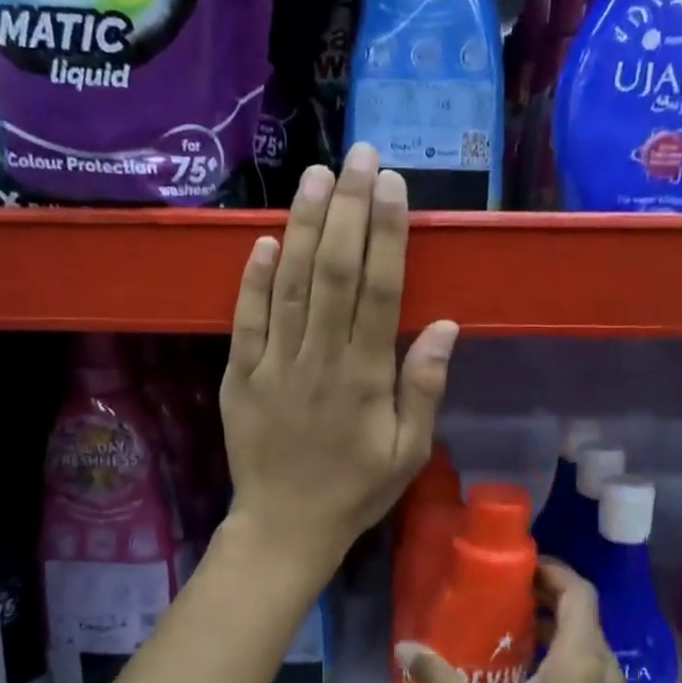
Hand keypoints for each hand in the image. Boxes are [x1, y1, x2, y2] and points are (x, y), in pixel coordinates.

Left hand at [221, 145, 458, 582]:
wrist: (284, 527)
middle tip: (357, 156)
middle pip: (332, 272)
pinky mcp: (239, 375)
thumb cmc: (355, 490)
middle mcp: (318, 359)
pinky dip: (252, 278)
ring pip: (288, 284)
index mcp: (364, 377)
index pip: (377, 290)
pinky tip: (262, 239)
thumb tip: (442, 325)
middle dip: (347, 209)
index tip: (391, 185)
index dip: (385, 234)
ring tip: (314, 176)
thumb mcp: (407, 451)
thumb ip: (423, 388)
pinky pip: (245, 320)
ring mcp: (273, 365)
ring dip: (301, 226)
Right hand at [396, 560, 635, 682]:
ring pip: (591, 650)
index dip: (553, 571)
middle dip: (550, 601)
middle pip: (585, 618)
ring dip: (559, 635)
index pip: (579, 592)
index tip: (520, 567)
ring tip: (516, 640)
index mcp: (581, 662)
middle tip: (508, 600)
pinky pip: (595, 679)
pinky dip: (569, 666)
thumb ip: (441, 680)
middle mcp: (608, 674)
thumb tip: (404, 647)